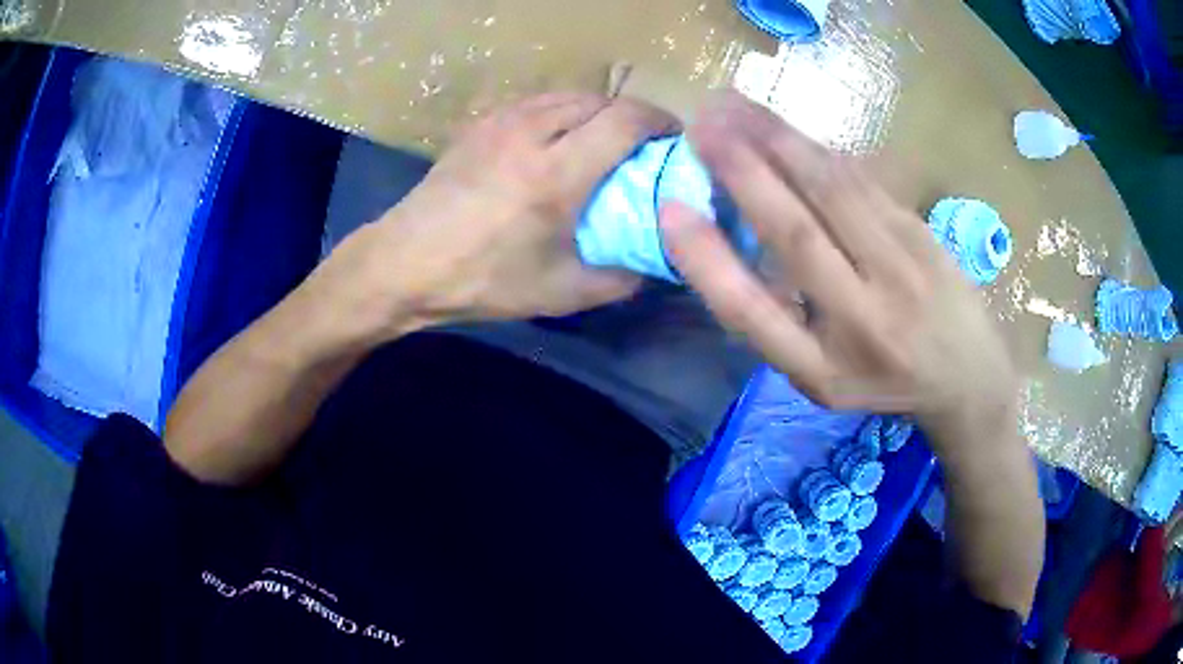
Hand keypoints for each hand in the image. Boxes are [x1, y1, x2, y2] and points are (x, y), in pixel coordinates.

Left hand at [322, 92, 678, 339]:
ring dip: (596, 111)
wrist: (406, 262)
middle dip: (631, 116)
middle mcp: (532, 132)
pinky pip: (536, 102)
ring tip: (605, 139)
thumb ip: (620, 278)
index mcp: (557, 172)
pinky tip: (559, 138)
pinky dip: (562, 111)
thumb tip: (654, 262)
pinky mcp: (480, 124)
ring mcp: (501, 122)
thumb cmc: (482, 279)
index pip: (626, 120)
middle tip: (643, 145)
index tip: (675, 139)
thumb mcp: (561, 292)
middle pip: (600, 100)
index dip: (660, 122)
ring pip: (567, 96)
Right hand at [659, 92, 1018, 448]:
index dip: (708, 262)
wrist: (969, 377)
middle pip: (798, 233)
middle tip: (701, 124)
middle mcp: (864, 320)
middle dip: (744, 171)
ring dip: (780, 142)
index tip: (669, 210)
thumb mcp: (822, 377)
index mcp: (825, 369)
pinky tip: (786, 127)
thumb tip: (727, 240)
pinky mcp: (922, 233)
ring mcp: (902, 271)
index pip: (756, 313)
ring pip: (834, 192)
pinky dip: (818, 150)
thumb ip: (779, 321)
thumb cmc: (883, 381)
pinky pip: (863, 182)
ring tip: (734, 106)